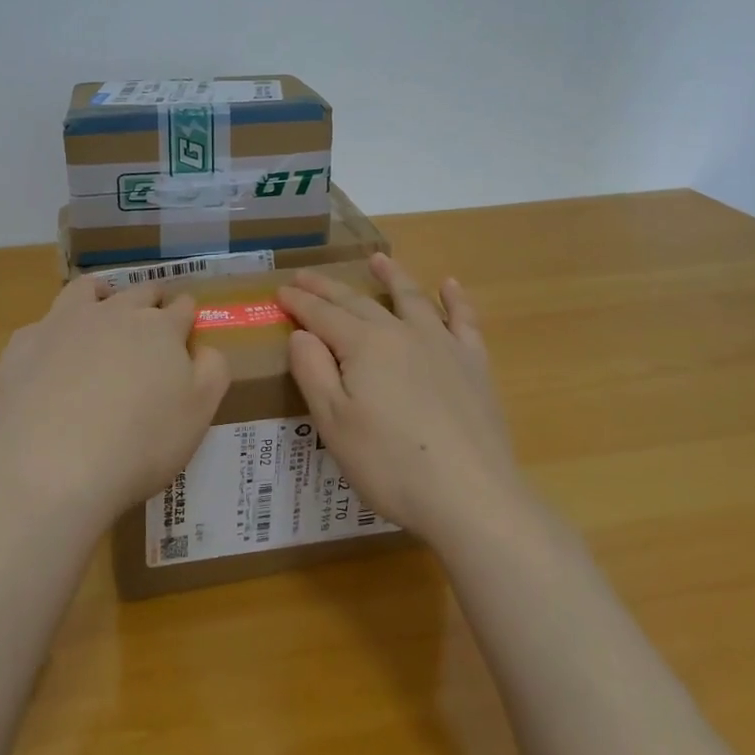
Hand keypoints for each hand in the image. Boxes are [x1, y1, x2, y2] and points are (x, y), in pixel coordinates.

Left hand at [0, 277, 230, 530]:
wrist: (52, 465)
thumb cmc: (140, 444)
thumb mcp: (198, 414)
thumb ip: (211, 372)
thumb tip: (204, 348)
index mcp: (159, 328)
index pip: (181, 308)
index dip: (186, 313)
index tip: (187, 321)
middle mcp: (113, 313)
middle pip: (138, 292)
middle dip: (150, 298)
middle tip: (152, 314)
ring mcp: (64, 323)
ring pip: (85, 290)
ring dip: (100, 294)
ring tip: (101, 305)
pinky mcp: (24, 345)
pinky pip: (41, 327)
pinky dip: (52, 334)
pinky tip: (50, 356)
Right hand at [277, 253, 522, 546]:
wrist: (472, 496)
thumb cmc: (390, 464)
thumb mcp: (333, 423)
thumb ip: (313, 371)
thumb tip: (302, 333)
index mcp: (363, 346)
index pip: (322, 315)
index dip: (299, 302)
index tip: (280, 291)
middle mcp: (401, 333)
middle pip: (358, 302)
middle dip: (328, 288)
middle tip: (306, 275)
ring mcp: (442, 345)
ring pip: (411, 298)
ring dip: (391, 276)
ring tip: (378, 259)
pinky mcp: (474, 364)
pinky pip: (463, 320)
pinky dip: (455, 299)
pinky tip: (449, 285)